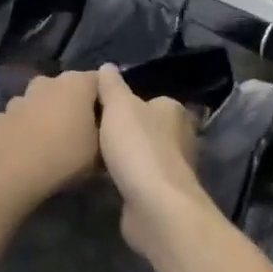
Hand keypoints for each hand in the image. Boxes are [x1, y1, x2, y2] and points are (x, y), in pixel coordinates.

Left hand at [0, 70, 101, 220]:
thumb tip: (107, 132)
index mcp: (76, 84)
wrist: (11, 175)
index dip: (106, 100)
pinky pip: (17, 121)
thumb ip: (107, 135)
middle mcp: (46, 83)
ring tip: (51, 144)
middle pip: (66, 90)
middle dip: (73, 106)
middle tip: (80, 133)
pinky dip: (22, 131)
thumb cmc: (65, 157)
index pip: (99, 81)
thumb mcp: (101, 153)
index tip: (109, 121)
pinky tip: (25, 151)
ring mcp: (18, 99)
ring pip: (38, 103)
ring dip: (45, 116)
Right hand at [96, 65, 207, 263]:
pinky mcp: (164, 193)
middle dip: (124, 131)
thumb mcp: (118, 107)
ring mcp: (174, 167)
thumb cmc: (138, 147)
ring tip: (93, 156)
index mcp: (174, 110)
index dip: (124, 103)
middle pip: (146, 127)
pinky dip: (127, 178)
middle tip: (92, 132)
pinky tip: (106, 180)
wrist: (155, 205)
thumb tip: (108, 66)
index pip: (148, 99)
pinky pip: (140, 178)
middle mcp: (180, 136)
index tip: (98, 110)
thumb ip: (111, 86)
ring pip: (143, 154)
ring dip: (125, 156)